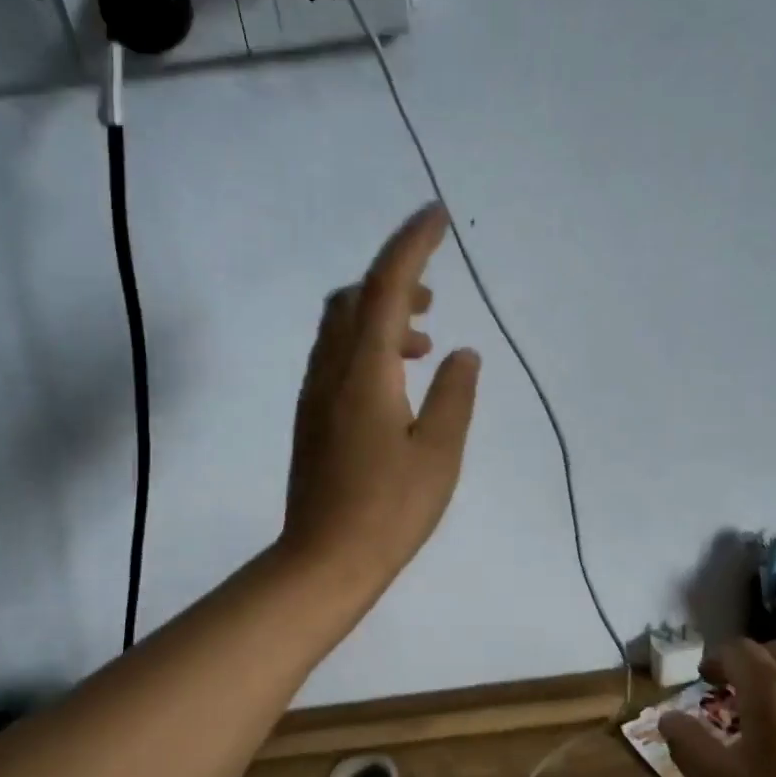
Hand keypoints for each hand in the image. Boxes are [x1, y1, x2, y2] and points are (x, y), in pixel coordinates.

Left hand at [281, 203, 480, 593]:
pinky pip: (336, 355)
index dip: (411, 244)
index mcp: (364, 372)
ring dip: (380, 315)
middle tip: (435, 298)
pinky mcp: (312, 416)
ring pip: (341, 326)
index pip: (385, 286)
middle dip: (394, 280)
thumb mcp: (439, 453)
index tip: (436, 215)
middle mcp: (331, 371)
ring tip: (423, 343)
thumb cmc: (389, 510)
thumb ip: (454, 395)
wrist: (324, 561)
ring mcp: (315, 393)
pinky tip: (396, 379)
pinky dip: (367, 344)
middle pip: (354, 297)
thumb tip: (462, 354)